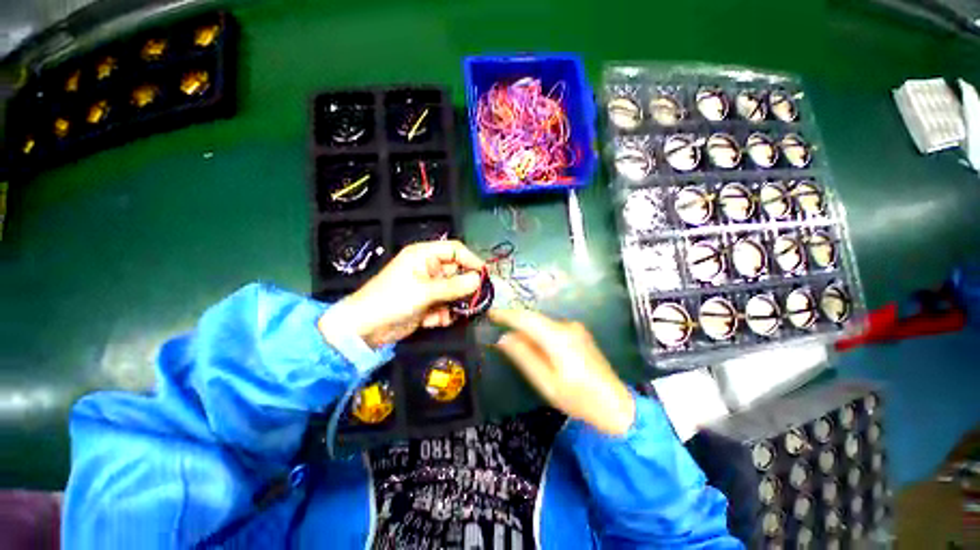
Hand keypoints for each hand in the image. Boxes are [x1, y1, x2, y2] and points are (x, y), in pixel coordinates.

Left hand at [320, 240, 484, 347]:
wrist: (365, 329)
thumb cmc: (392, 300)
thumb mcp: (425, 291)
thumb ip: (454, 286)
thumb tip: (479, 280)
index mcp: (424, 255)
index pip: (455, 250)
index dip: (471, 260)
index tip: (485, 275)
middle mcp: (428, 268)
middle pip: (456, 272)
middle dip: (464, 287)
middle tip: (475, 300)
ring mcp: (428, 287)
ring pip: (453, 292)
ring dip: (454, 304)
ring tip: (450, 313)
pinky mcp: (426, 304)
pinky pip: (444, 306)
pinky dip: (442, 315)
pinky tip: (434, 321)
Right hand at [490, 309, 635, 435]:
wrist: (615, 405)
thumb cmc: (578, 398)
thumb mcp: (546, 382)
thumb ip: (523, 357)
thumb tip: (503, 338)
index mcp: (558, 338)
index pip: (526, 319)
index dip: (507, 315)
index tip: (490, 313)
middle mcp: (567, 326)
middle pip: (534, 318)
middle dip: (515, 320)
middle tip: (496, 324)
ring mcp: (575, 328)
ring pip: (543, 322)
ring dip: (526, 327)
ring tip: (511, 336)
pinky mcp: (579, 333)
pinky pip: (552, 327)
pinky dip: (538, 331)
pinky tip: (533, 342)